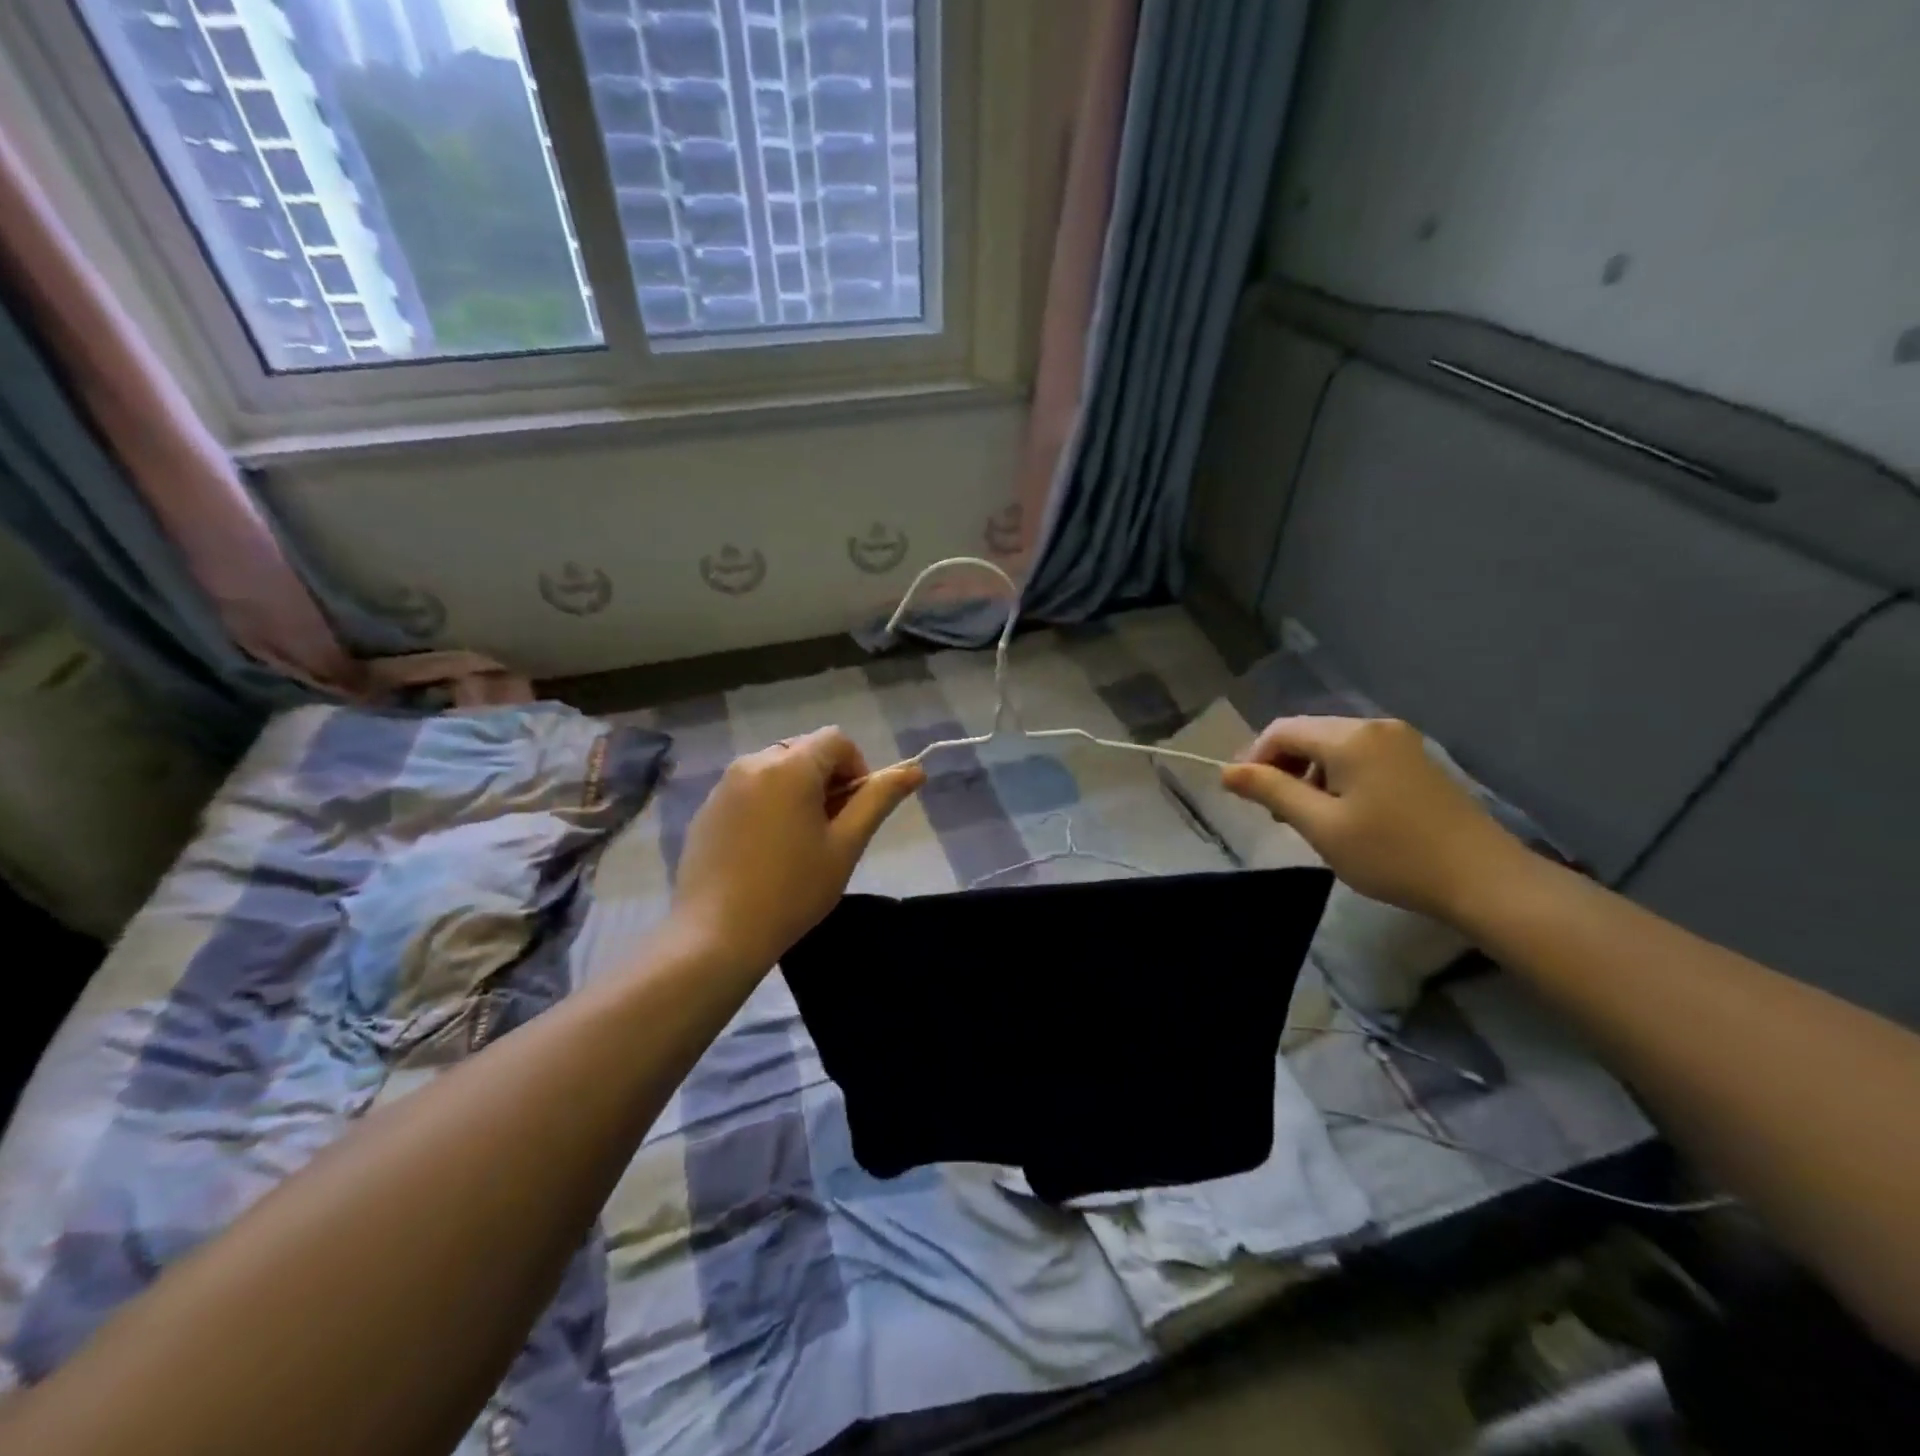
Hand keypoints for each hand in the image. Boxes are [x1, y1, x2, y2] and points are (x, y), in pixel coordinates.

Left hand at [671, 727, 925, 971]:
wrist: (716, 935)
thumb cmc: (792, 890)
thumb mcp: (846, 845)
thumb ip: (879, 799)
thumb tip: (916, 769)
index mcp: (790, 766)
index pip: (836, 740)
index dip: (857, 768)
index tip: (855, 811)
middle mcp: (752, 762)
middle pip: (805, 751)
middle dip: (826, 779)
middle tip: (830, 830)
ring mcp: (723, 786)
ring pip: (775, 769)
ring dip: (797, 791)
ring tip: (798, 842)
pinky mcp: (706, 809)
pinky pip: (748, 790)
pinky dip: (768, 804)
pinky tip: (765, 851)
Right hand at [1220, 716, 1526, 920]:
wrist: (1483, 879)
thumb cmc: (1392, 854)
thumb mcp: (1320, 826)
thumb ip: (1271, 791)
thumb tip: (1226, 771)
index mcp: (1349, 737)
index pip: (1281, 731)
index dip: (1254, 759)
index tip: (1246, 797)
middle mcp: (1374, 726)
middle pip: (1307, 733)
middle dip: (1281, 766)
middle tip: (1274, 811)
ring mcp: (1400, 741)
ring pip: (1333, 745)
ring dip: (1308, 772)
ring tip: (1306, 815)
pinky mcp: (1416, 760)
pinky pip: (1359, 755)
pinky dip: (1337, 775)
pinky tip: (1343, 811)